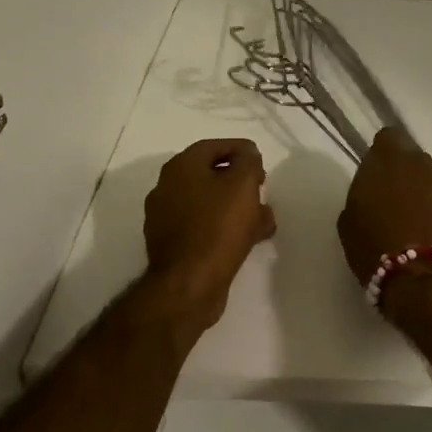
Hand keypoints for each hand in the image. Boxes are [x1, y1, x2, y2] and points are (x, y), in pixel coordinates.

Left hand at [142, 138, 276, 338]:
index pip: (213, 146)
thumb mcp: (242, 184)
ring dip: (237, 207)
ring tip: (264, 219)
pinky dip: (225, 227)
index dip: (241, 150)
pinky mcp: (173, 245)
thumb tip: (247, 155)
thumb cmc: (217, 227)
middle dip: (241, 181)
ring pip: (210, 203)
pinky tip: (249, 239)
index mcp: (180, 168)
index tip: (261, 161)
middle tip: (262, 189)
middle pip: (210, 175)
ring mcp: (166, 218)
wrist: (189, 284)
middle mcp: (167, 188)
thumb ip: (248, 161)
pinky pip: (204, 226)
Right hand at [337, 128, 431, 287]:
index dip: (383, 155)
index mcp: (391, 161)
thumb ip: (363, 196)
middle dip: (407, 178)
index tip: (377, 176)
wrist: (430, 285)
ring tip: (422, 229)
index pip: (389, 138)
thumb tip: (374, 194)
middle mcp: (426, 165)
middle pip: (416, 161)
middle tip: (397, 207)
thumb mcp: (350, 223)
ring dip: (430, 197)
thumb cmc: (378, 252)